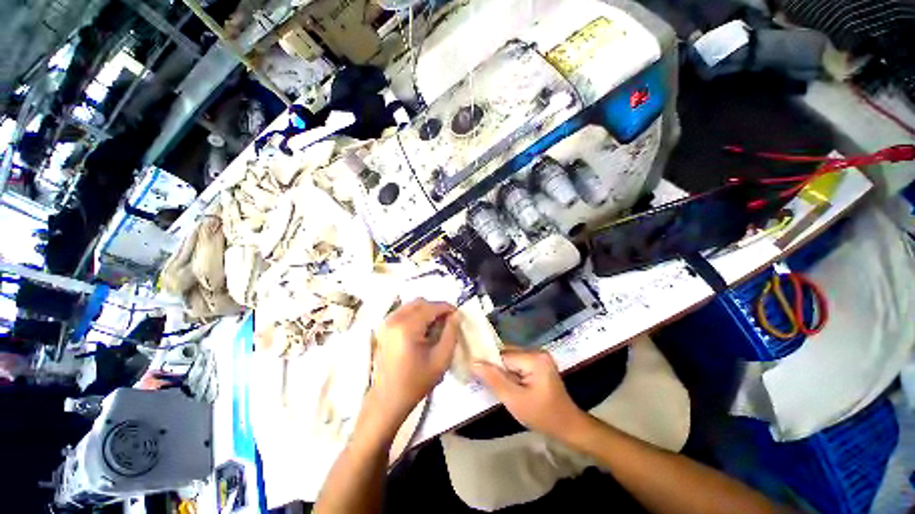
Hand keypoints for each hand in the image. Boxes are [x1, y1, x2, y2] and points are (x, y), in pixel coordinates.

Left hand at [369, 299, 458, 423]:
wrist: (387, 399)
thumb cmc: (416, 382)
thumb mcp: (441, 359)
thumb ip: (451, 333)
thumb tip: (456, 315)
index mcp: (407, 327)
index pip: (431, 307)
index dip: (447, 308)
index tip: (458, 315)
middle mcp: (394, 319)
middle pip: (420, 302)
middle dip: (436, 309)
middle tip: (447, 323)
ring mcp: (386, 322)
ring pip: (412, 305)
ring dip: (426, 311)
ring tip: (435, 327)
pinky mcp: (384, 327)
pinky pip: (404, 312)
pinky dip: (416, 315)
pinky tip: (422, 331)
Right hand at [473, 349, 584, 439]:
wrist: (568, 426)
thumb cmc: (542, 416)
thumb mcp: (514, 400)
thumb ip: (494, 379)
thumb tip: (474, 362)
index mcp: (534, 358)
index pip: (503, 356)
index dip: (490, 365)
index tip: (477, 376)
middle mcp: (536, 351)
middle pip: (507, 354)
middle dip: (496, 368)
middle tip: (487, 384)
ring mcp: (538, 356)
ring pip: (510, 359)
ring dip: (503, 371)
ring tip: (497, 386)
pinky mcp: (538, 363)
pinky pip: (517, 363)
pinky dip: (510, 373)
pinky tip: (508, 384)